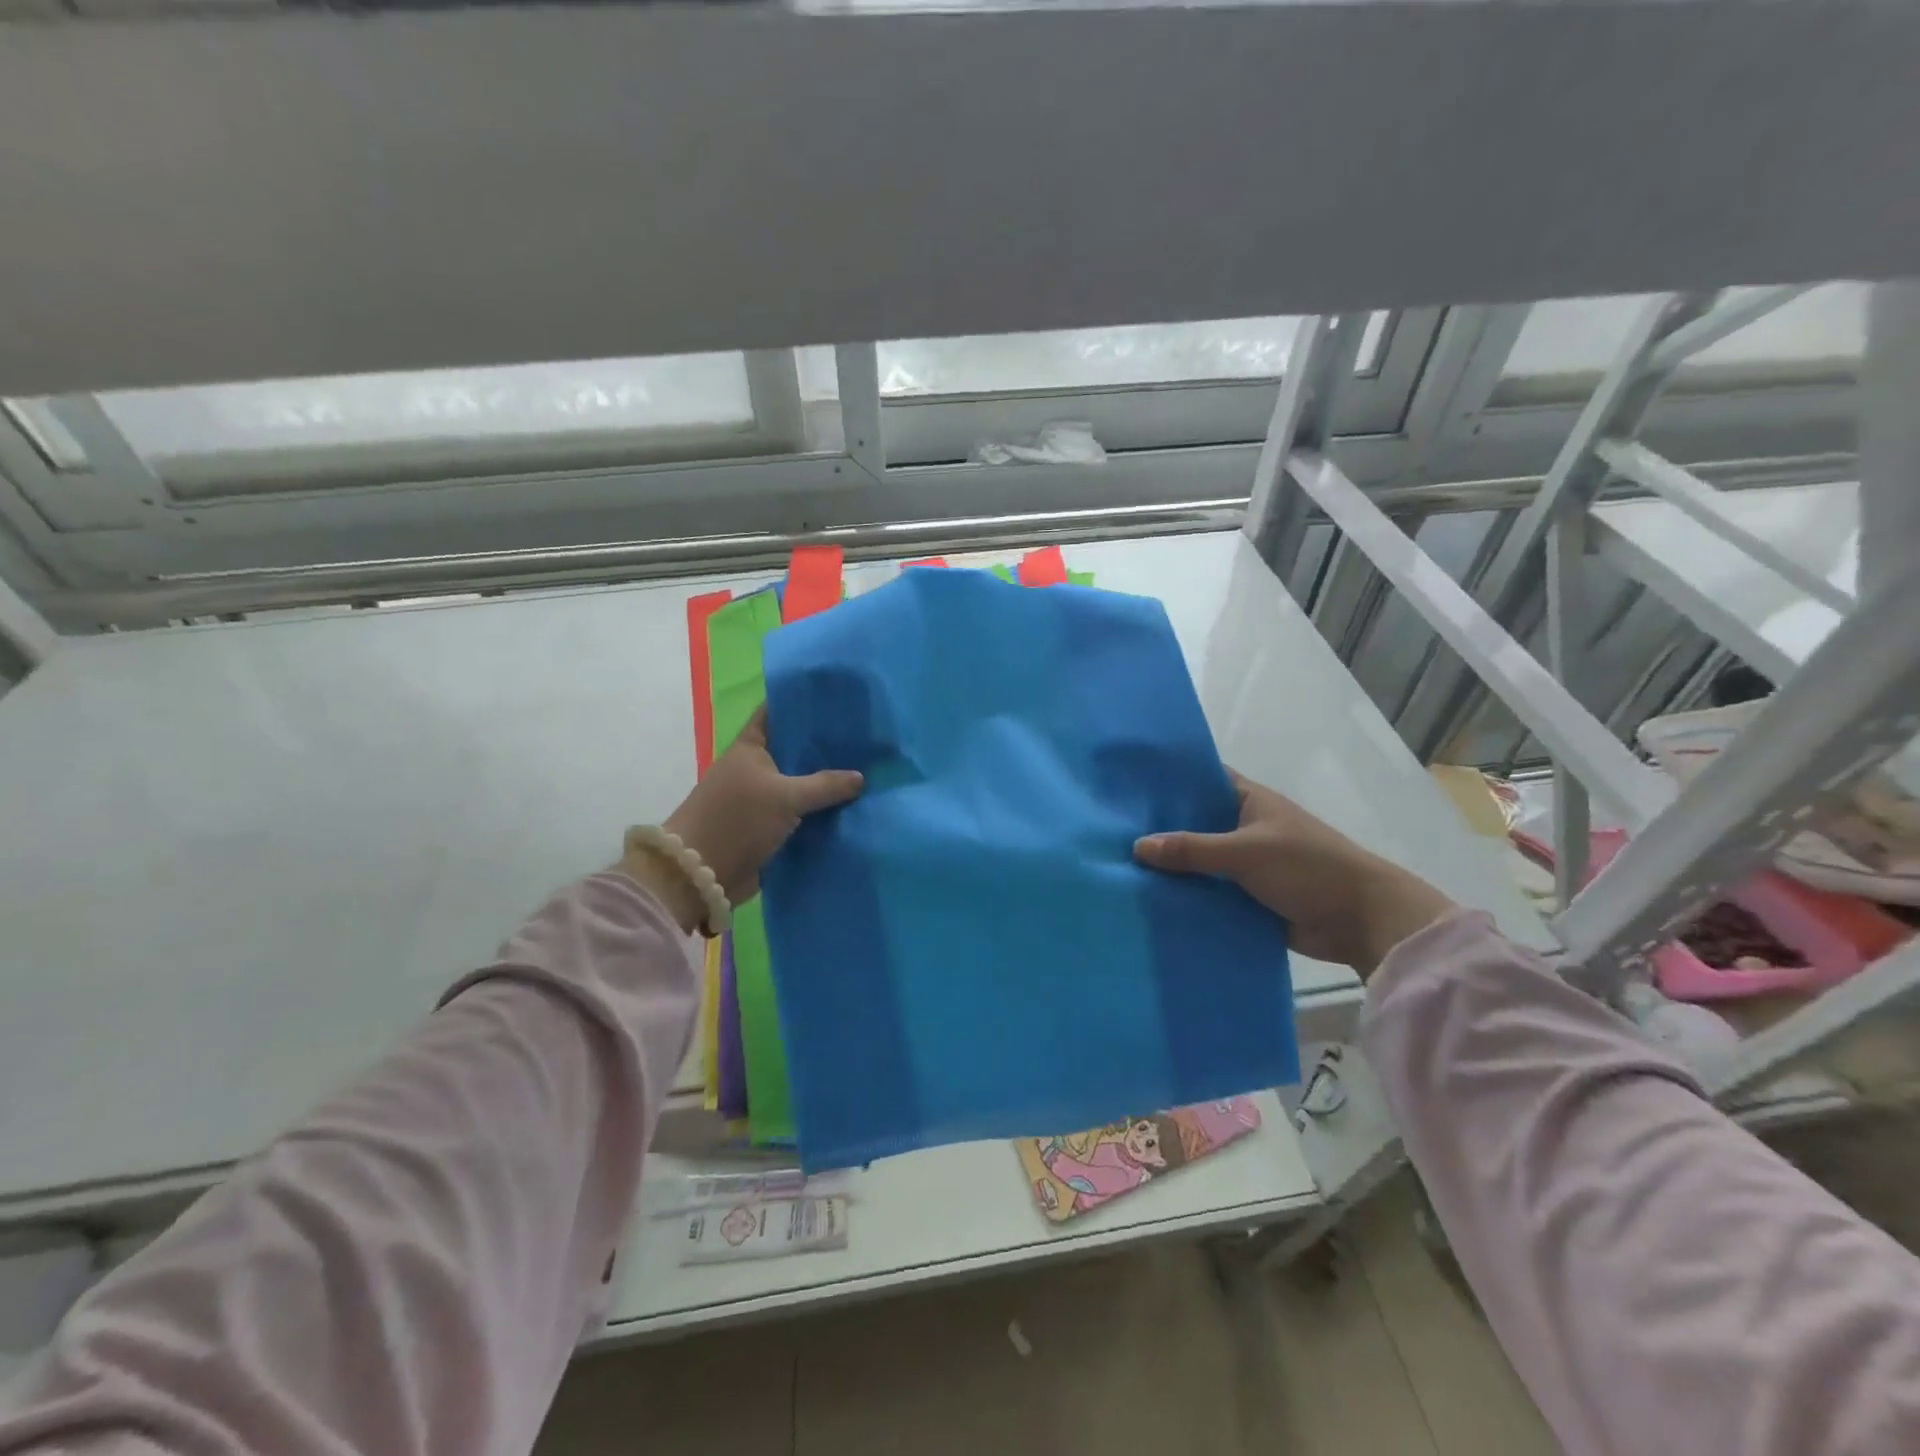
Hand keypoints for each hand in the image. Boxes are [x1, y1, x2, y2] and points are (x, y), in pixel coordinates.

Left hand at [621, 707, 863, 929]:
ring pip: (800, 783)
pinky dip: (820, 811)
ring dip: (826, 783)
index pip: (777, 713)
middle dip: (825, 747)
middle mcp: (755, 768)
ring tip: (867, 770)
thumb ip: (825, 785)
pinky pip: (800, 813)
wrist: (701, 874)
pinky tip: (851, 807)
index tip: (837, 699)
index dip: (803, 703)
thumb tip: (860, 777)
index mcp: (751, 747)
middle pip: (794, 750)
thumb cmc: (737, 820)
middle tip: (865, 738)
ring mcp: (761, 797)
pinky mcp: (768, 826)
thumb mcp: (786, 797)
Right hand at [1133, 770, 1453, 977]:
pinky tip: (1151, 900)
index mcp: (1248, 800)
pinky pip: (1209, 892)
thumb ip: (1192, 849)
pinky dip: (1187, 896)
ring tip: (1119, 868)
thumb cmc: (1307, 867)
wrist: (1360, 920)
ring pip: (1199, 861)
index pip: (1202, 780)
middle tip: (1111, 832)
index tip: (1127, 785)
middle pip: (1194, 824)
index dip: (1169, 781)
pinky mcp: (1247, 897)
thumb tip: (1136, 847)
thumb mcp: (1245, 852)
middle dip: (1160, 829)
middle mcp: (1243, 827)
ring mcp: (1245, 864)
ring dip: (1171, 868)